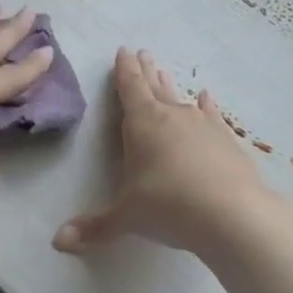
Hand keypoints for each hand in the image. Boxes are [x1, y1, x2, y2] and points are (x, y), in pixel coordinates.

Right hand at [54, 48, 269, 256]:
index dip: (124, 70)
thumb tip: (59, 242)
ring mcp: (204, 126)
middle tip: (143, 52)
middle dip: (146, 71)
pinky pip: (213, 116)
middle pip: (155, 88)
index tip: (123, 50)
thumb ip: (95, 227)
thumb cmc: (169, 207)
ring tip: (165, 72)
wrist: (233, 214)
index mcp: (142, 125)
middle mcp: (172, 117)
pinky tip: (207, 97)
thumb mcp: (127, 218)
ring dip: (171, 87)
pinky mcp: (227, 140)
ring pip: (182, 99)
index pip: (130, 89)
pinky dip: (208, 106)